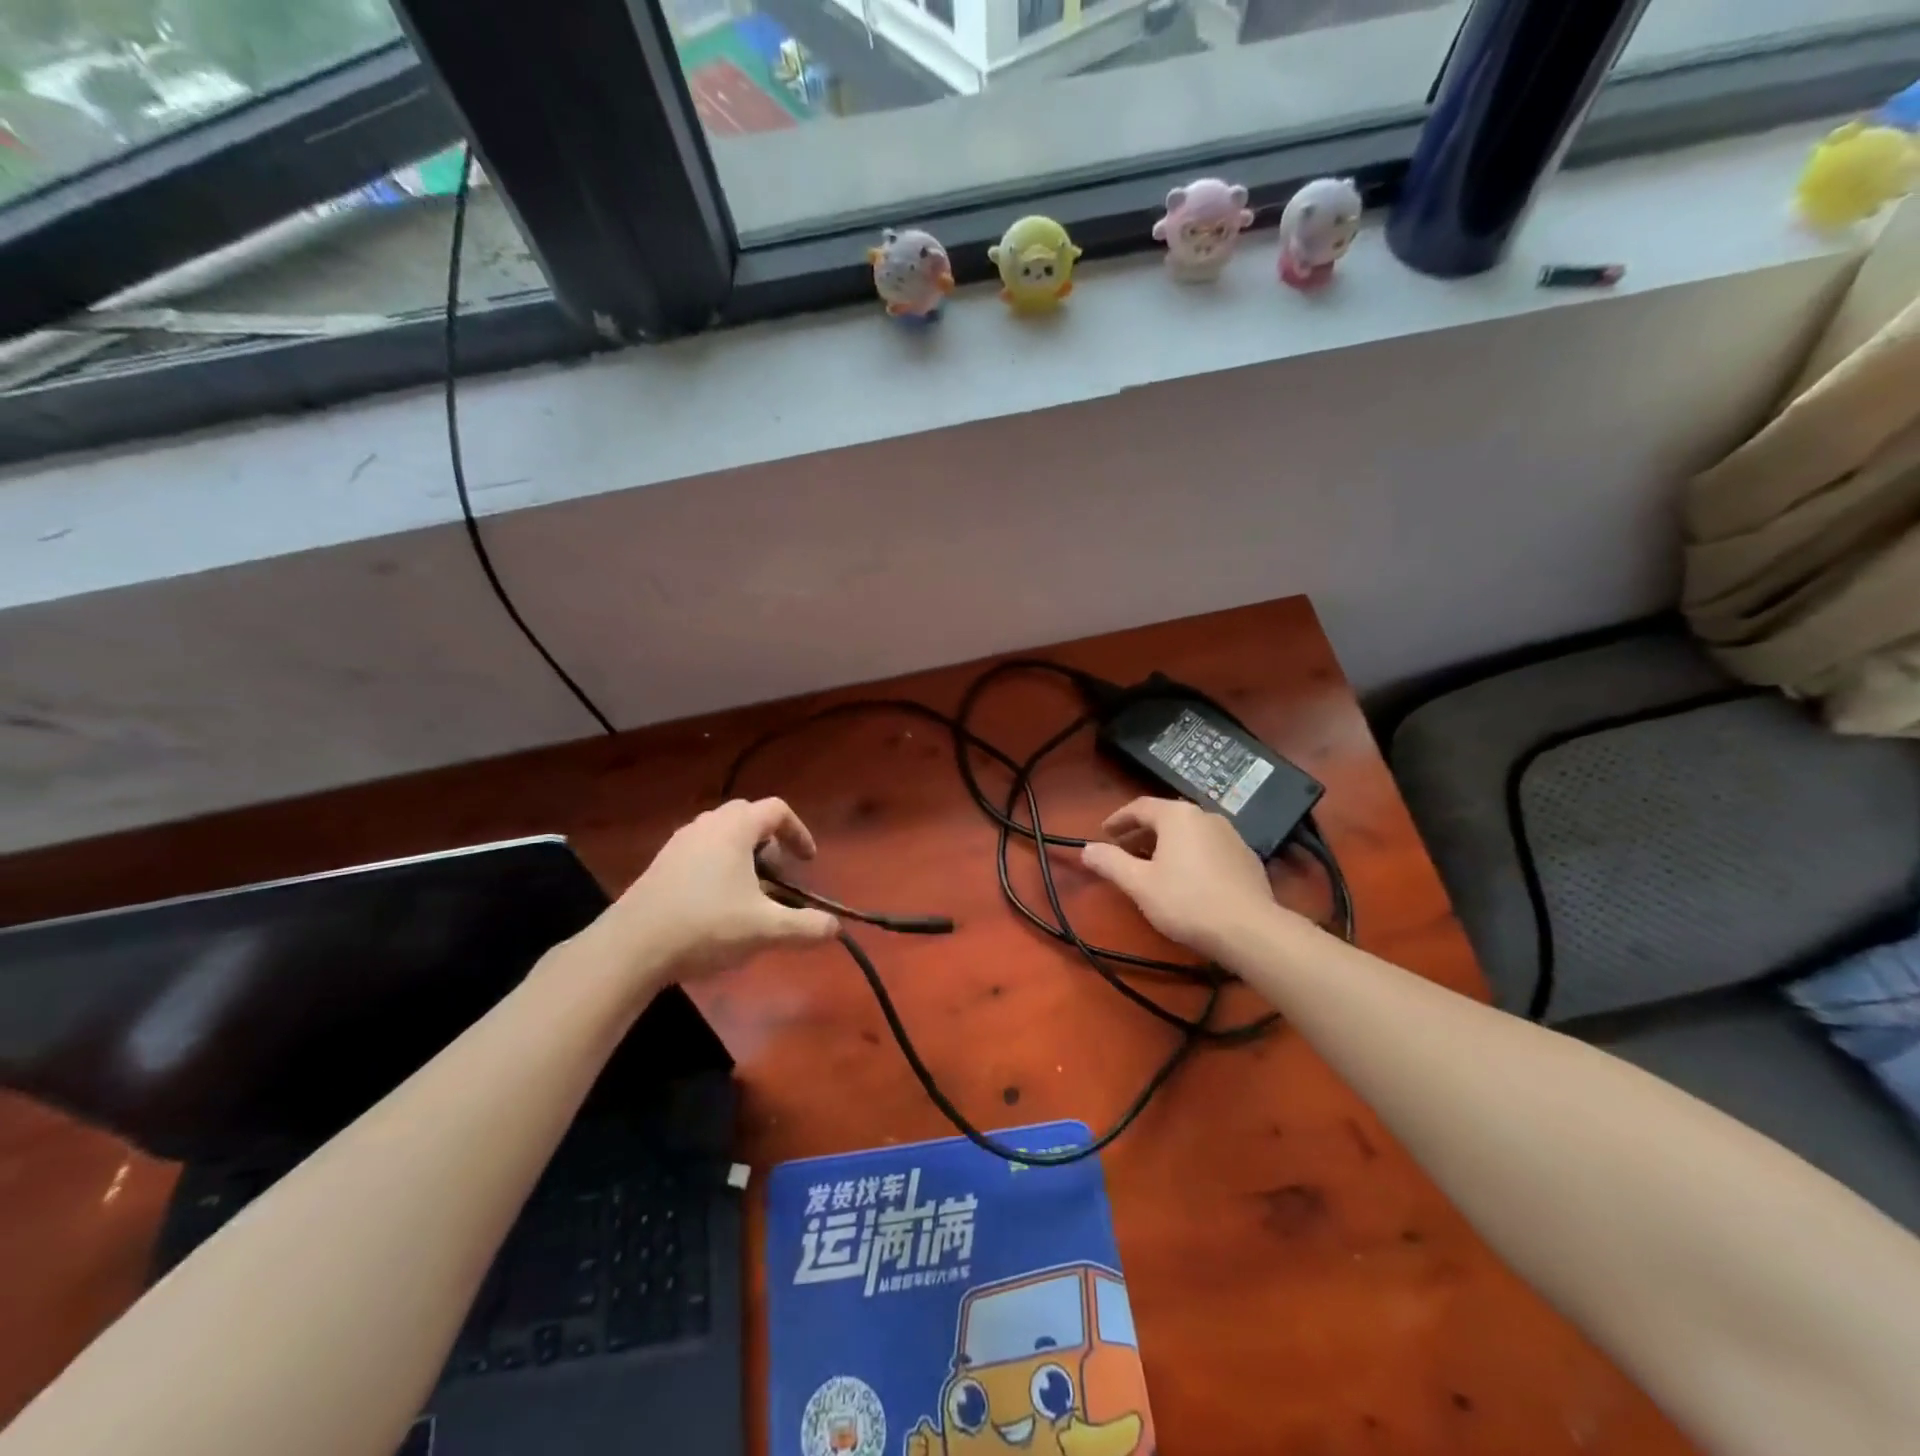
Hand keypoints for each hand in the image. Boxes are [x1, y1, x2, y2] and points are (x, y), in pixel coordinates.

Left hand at [586, 798, 840, 987]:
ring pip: (720, 834)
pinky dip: (718, 865)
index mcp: (734, 829)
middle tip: (778, 875)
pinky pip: (699, 851)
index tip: (807, 861)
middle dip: (770, 841)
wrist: (631, 948)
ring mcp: (678, 843)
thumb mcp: (765, 930)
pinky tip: (716, 905)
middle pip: (747, 816)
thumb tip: (836, 928)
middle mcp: (706, 826)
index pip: (776, 810)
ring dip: (743, 854)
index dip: (799, 832)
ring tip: (749, 892)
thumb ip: (805, 927)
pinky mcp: (660, 865)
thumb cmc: (706, 927)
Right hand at [1080, 796, 1282, 963]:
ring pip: (1189, 833)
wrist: (1250, 929)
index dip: (1118, 819)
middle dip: (1141, 833)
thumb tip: (1086, 849)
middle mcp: (1206, 816)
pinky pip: (1209, 848)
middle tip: (1123, 851)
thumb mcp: (1139, 884)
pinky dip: (1190, 855)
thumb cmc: (1186, 901)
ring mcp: (1231, 835)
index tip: (1104, 833)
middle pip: (1166, 817)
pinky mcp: (1247, 857)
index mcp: (1177, 816)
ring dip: (1166, 844)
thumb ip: (1110, 862)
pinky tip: (1186, 879)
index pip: (1140, 807)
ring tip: (1152, 866)